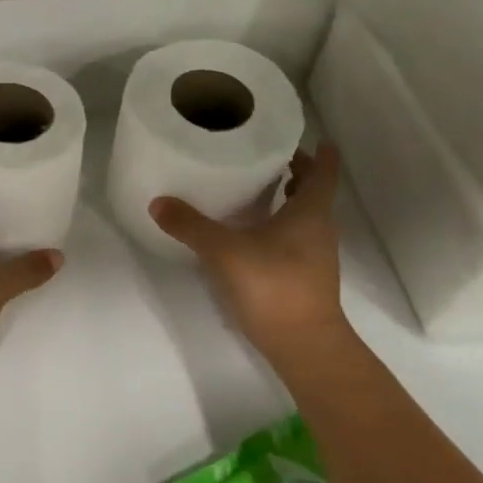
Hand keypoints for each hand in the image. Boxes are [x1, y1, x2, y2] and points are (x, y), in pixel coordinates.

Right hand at [150, 146, 346, 353]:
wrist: (303, 345)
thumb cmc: (273, 286)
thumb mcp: (224, 251)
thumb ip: (191, 226)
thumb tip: (158, 202)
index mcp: (310, 213)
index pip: (324, 173)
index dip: (320, 153)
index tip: (312, 136)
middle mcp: (318, 230)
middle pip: (313, 193)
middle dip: (296, 173)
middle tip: (267, 156)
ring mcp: (314, 256)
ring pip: (304, 217)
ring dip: (286, 200)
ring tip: (255, 189)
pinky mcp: (303, 277)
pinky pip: (293, 239)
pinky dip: (277, 226)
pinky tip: (249, 232)